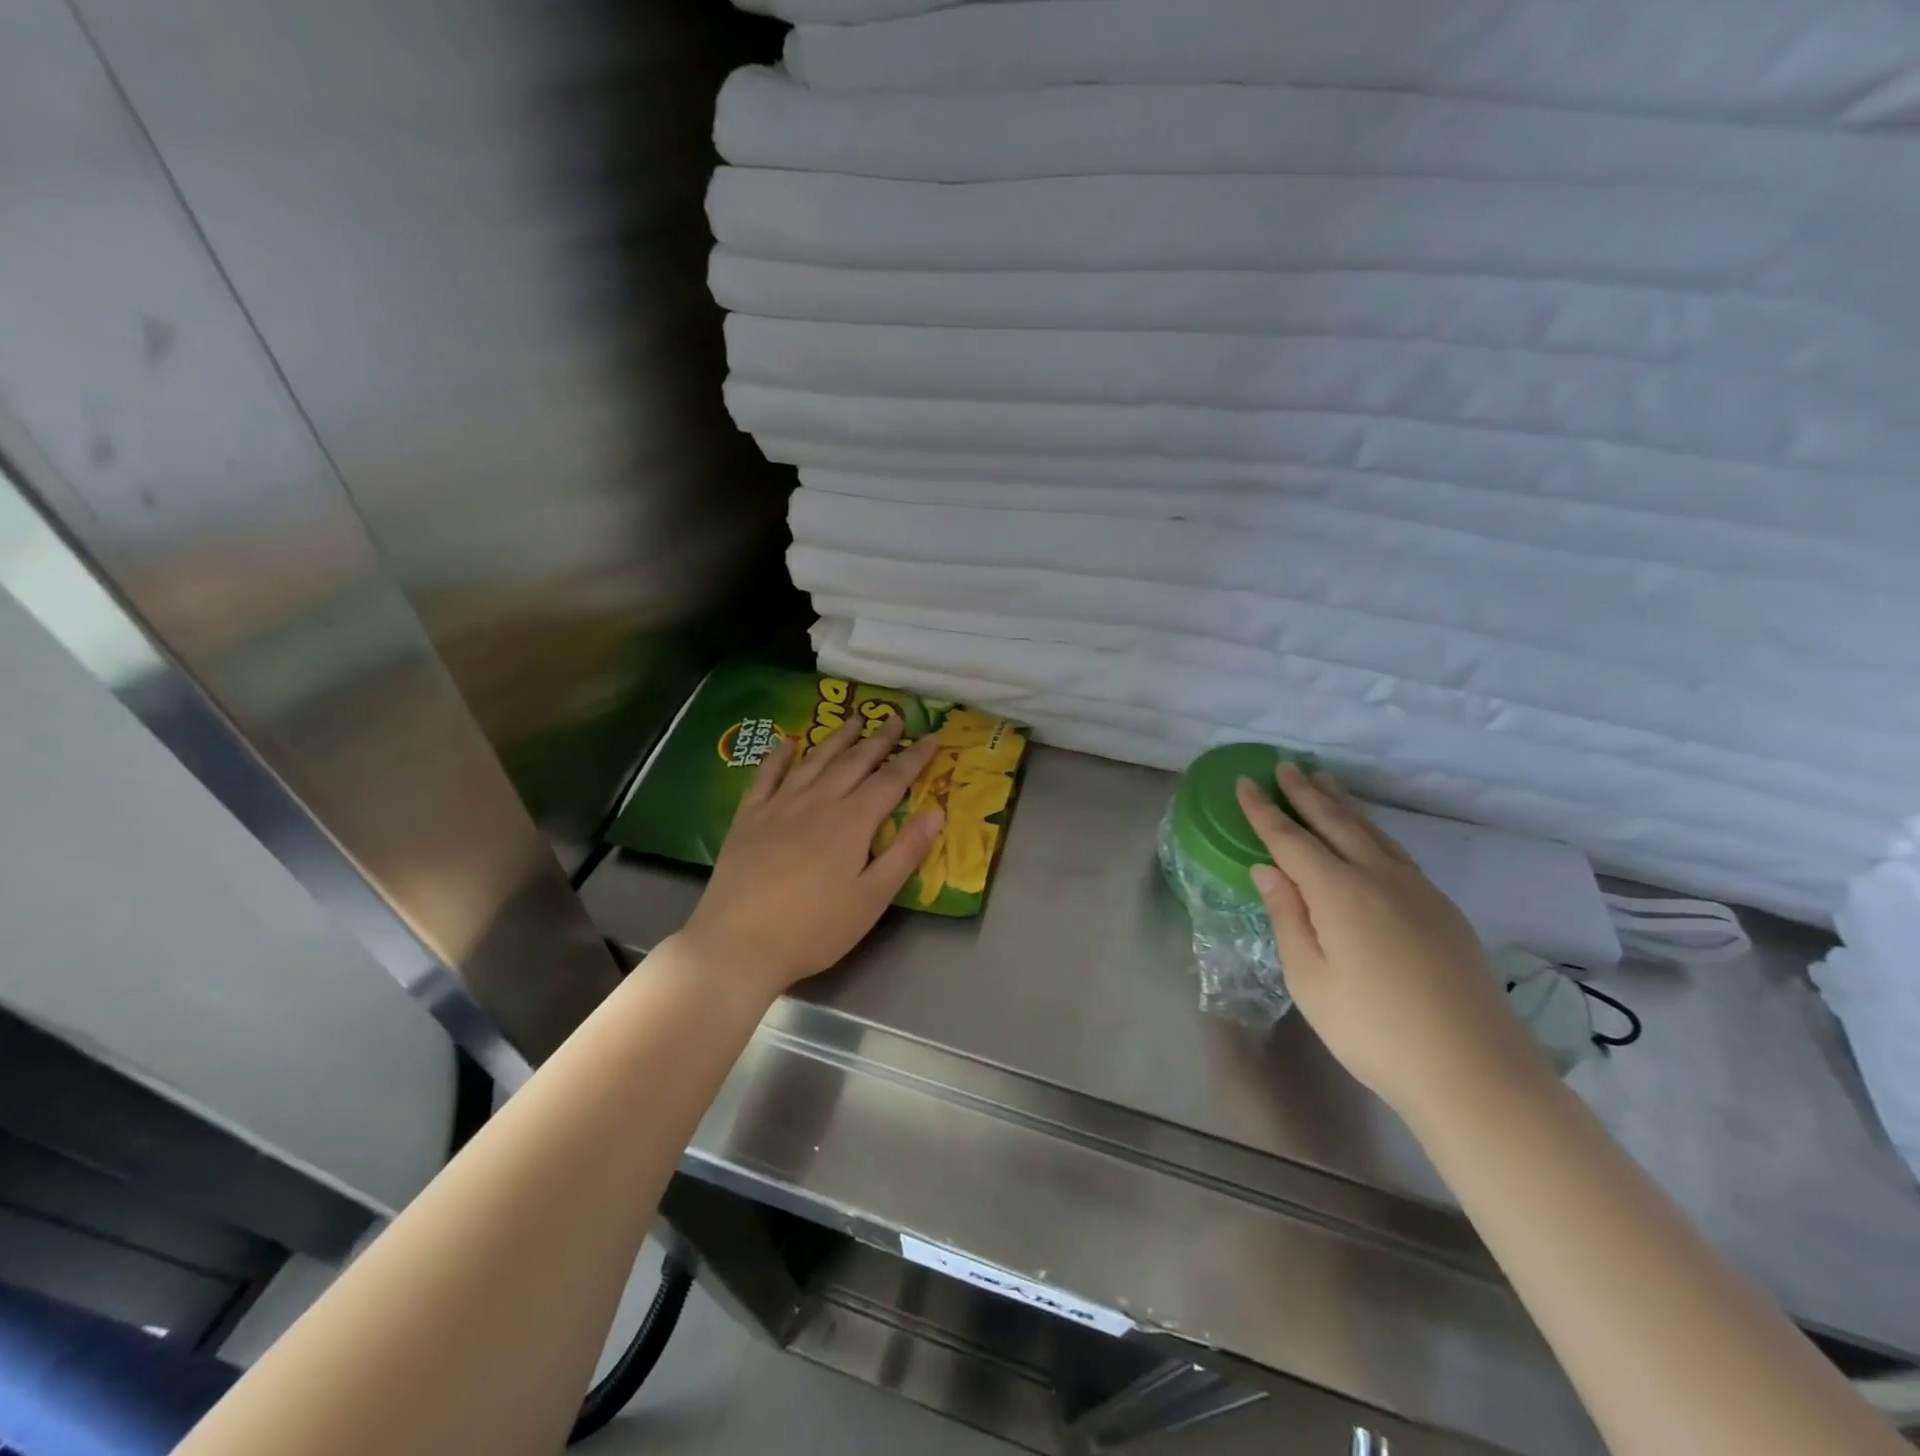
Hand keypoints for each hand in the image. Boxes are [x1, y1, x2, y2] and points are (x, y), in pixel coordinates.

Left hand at [679, 712, 943, 998]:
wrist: (738, 942)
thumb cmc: (815, 928)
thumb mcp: (872, 898)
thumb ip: (905, 852)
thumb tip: (936, 812)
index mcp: (852, 821)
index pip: (891, 779)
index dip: (914, 757)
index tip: (932, 736)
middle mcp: (818, 801)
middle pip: (854, 762)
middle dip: (879, 738)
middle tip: (896, 717)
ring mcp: (779, 805)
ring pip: (815, 760)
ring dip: (837, 738)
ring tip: (854, 719)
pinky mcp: (749, 817)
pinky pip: (766, 775)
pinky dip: (779, 755)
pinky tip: (788, 742)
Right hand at [1235, 763, 1546, 1117]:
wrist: (1474, 1071)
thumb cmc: (1373, 1030)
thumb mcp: (1309, 979)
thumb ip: (1288, 917)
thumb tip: (1268, 869)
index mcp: (1339, 892)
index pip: (1291, 840)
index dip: (1264, 812)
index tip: (1244, 783)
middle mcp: (1379, 878)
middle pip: (1336, 823)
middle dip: (1306, 793)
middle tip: (1284, 766)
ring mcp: (1418, 891)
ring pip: (1372, 832)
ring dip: (1343, 804)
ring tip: (1324, 781)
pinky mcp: (1442, 909)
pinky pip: (1396, 851)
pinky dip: (1372, 830)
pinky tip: (1368, 835)